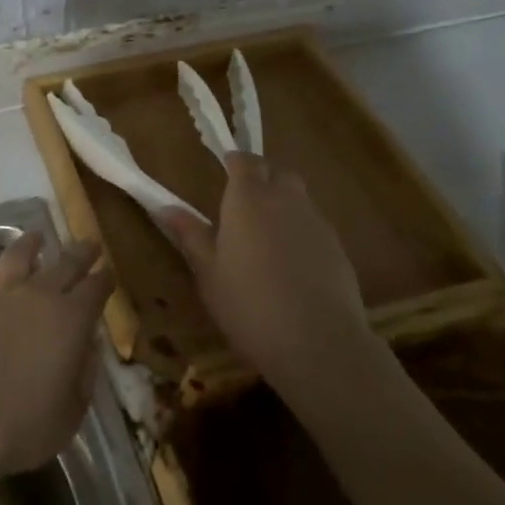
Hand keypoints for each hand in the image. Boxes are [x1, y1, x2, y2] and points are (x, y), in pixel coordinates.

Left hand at [0, 232, 114, 476]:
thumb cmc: (26, 425)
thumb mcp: (72, 410)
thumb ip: (84, 374)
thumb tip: (87, 347)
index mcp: (72, 319)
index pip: (96, 289)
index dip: (105, 279)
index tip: (109, 273)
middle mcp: (39, 295)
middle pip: (65, 263)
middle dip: (80, 252)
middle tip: (89, 243)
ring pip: (18, 256)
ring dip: (30, 244)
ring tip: (36, 237)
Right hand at [157, 152, 375, 392]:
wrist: (318, 343)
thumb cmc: (249, 306)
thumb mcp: (208, 274)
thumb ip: (191, 236)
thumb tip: (167, 207)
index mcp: (247, 201)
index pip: (244, 162)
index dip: (235, 161)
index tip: (225, 167)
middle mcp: (285, 201)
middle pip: (277, 172)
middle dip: (262, 176)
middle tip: (244, 199)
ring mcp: (316, 223)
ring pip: (299, 197)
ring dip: (283, 203)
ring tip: (267, 233)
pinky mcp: (338, 248)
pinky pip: (314, 225)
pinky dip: (301, 230)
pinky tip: (291, 262)